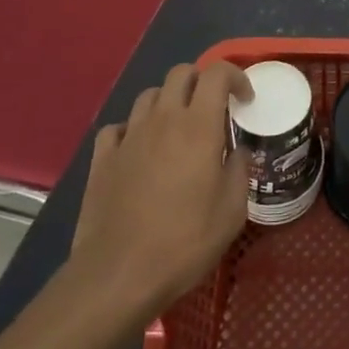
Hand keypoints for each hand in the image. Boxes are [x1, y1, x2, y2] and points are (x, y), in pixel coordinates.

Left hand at [65, 61, 251, 328]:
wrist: (118, 275)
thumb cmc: (185, 241)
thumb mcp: (232, 211)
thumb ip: (240, 170)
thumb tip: (237, 153)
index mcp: (199, 126)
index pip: (217, 73)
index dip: (235, 76)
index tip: (246, 100)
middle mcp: (163, 119)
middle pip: (181, 73)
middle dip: (201, 81)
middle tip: (213, 109)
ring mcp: (128, 136)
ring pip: (150, 95)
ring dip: (169, 102)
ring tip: (178, 129)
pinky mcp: (102, 158)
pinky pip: (119, 127)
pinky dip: (134, 129)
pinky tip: (140, 150)